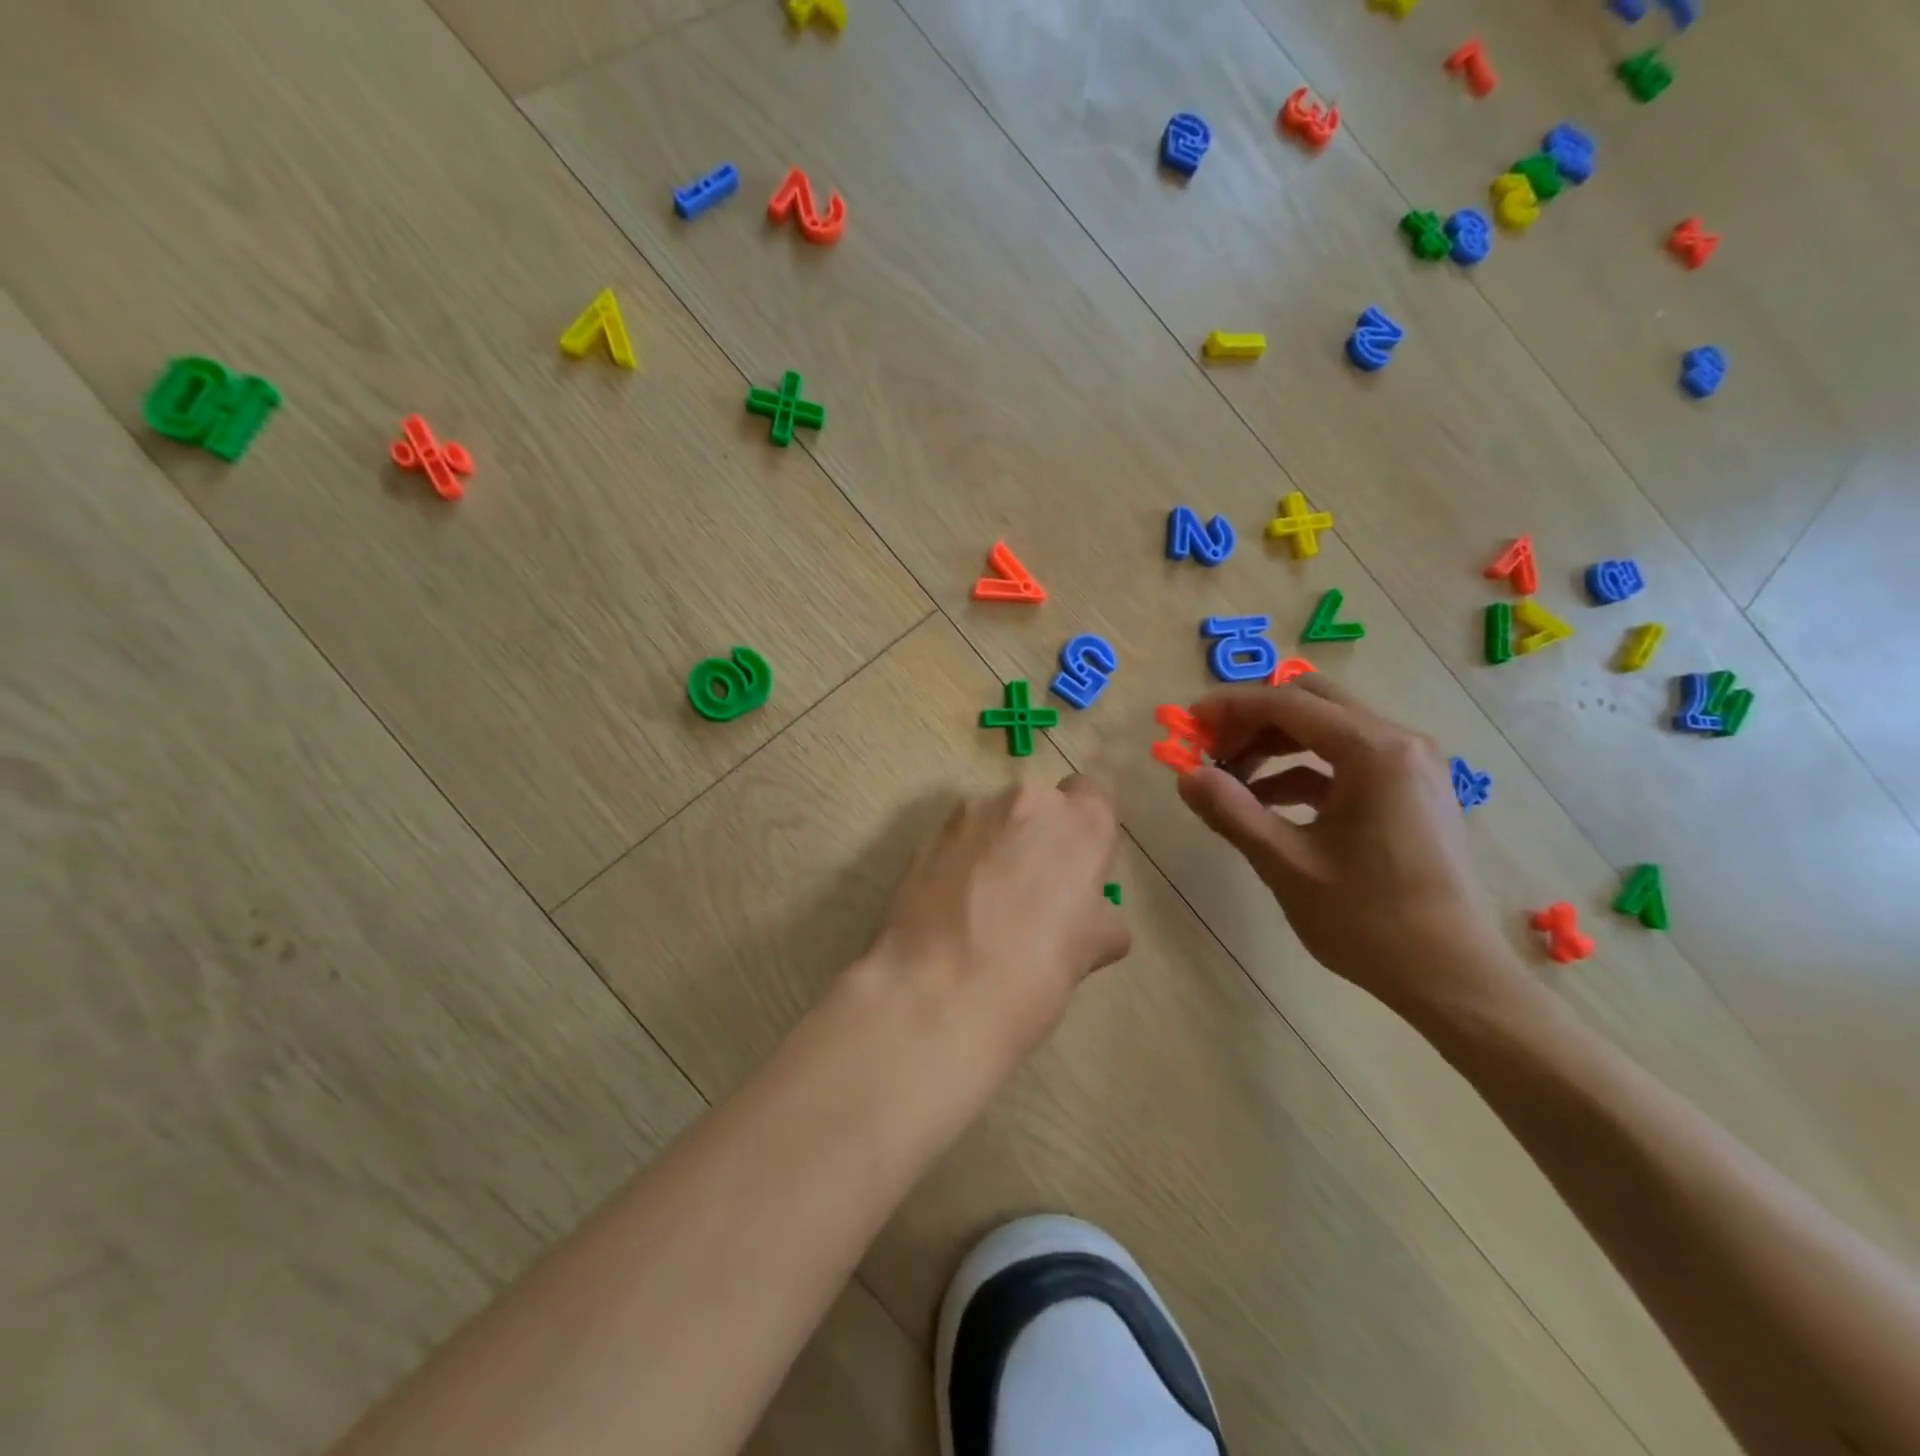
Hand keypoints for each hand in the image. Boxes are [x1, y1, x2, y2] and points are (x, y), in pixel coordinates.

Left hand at [863, 776, 1130, 1073]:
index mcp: (1079, 824)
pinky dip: (960, 863)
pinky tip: (953, 910)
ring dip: (996, 848)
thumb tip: (1093, 918)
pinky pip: (957, 841)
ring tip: (985, 907)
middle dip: (1038, 838)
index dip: (1086, 830)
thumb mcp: (1092, 951)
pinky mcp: (926, 837)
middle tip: (1032, 894)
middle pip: (1040, 807)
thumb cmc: (1035, 973)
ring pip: (994, 821)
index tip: (1077, 868)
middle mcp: (1026, 802)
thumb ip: (1100, 916)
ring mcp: (970, 815)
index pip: (1093, 795)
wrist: (939, 993)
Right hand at [1176, 679, 1520, 1020]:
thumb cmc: (1369, 920)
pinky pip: (1347, 762)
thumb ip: (1232, 812)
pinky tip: (1268, 805)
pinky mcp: (1410, 793)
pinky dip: (1302, 772)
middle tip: (1212, 751)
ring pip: (1329, 731)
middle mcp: (1400, 744)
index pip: (1288, 703)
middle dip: (1254, 721)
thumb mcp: (1287, 864)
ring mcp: (1410, 768)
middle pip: (1312, 704)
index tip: (1189, 726)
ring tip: (1232, 782)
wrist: (1454, 978)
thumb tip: (1185, 776)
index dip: (1231, 708)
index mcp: (1374, 752)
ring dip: (1275, 746)